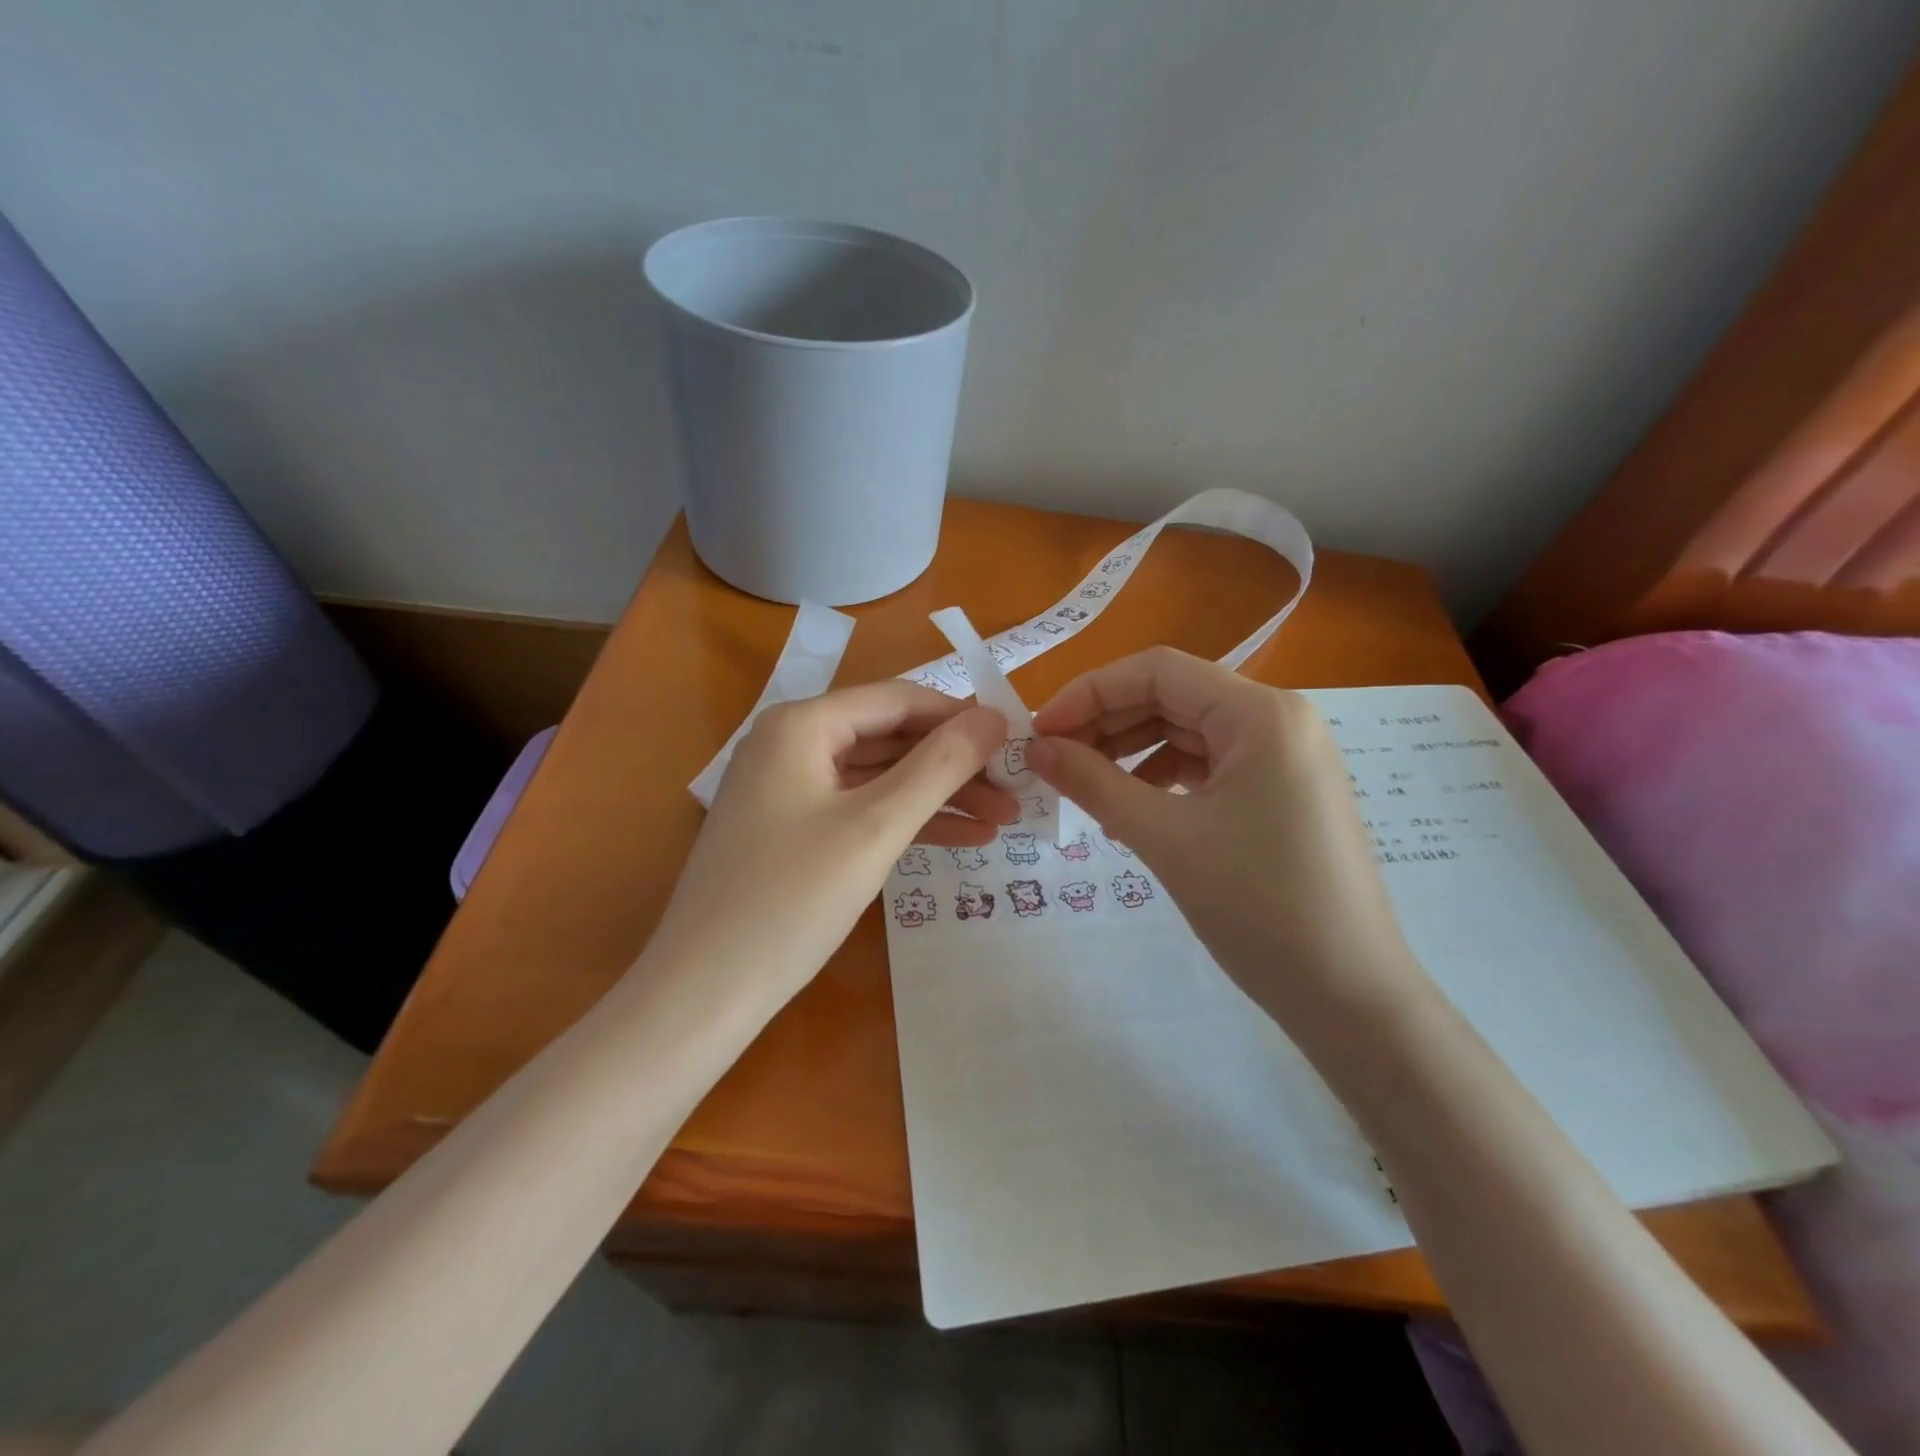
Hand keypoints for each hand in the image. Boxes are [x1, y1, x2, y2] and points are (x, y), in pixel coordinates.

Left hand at [650, 682, 1012, 1011]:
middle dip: (954, 765)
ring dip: (939, 797)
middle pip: (890, 737)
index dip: (959, 717)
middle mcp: (791, 743)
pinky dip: (907, 822)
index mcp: (802, 724)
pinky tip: (961, 840)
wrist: (704, 992)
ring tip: (1002, 820)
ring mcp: (788, 788)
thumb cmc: (792, 900)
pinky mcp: (791, 829)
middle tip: (1015, 791)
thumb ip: (940, 766)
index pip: (898, 700)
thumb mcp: (876, 827)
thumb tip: (994, 718)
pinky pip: (861, 809)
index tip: (1015, 742)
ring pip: (880, 777)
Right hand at [1027, 647, 1431, 1033]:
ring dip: (1130, 753)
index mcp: (1260, 713)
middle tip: (1052, 761)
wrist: (1350, 996)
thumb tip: (1036, 748)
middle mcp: (1278, 720)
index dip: (1089, 693)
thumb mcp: (1164, 838)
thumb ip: (1093, 783)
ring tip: (1085, 789)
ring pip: (1188, 733)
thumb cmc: (1258, 906)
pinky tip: (1130, 813)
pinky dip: (1162, 781)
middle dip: (1106, 724)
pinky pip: (1208, 768)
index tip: (1040, 732)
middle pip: (1173, 698)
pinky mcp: (1282, 794)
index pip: (1157, 671)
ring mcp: (1284, 758)